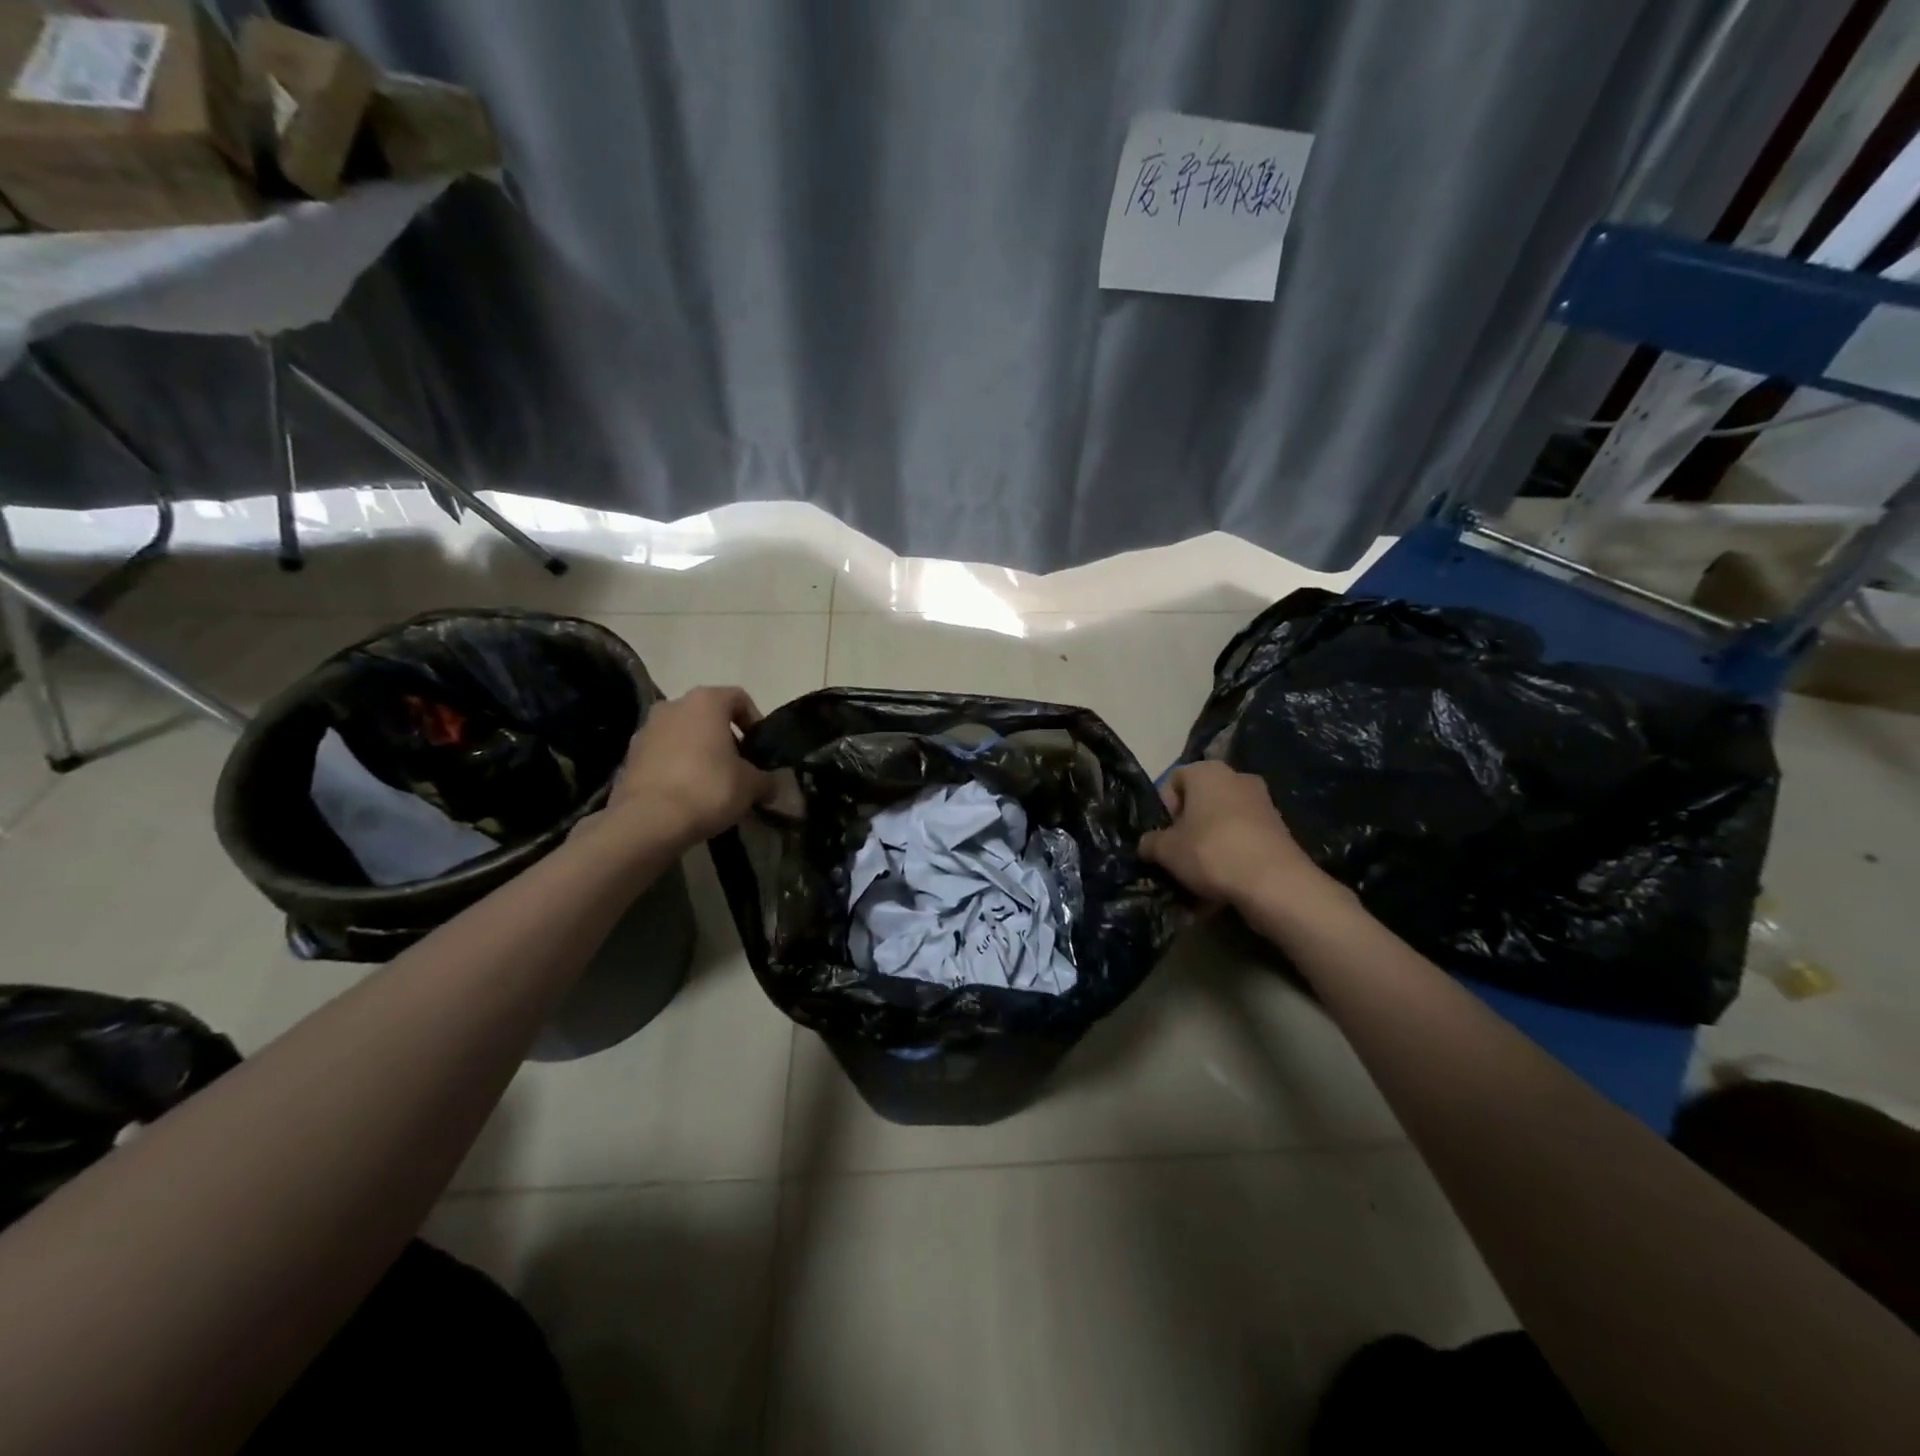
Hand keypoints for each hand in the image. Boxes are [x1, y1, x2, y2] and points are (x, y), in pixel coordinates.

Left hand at [607, 686, 772, 845]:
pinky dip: (677, 767)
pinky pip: (663, 754)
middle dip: (725, 738)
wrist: (649, 820)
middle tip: (739, 766)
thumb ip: (767, 780)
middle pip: (707, 715)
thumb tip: (772, 785)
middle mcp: (673, 705)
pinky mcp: (630, 756)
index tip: (759, 748)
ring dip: (699, 752)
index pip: (739, 698)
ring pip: (683, 734)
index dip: (754, 720)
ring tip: (712, 783)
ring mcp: (646, 729)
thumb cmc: (708, 788)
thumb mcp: (751, 786)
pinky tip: (687, 794)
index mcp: (706, 701)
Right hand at [1139, 761, 1327, 909]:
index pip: (1175, 781)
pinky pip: (1244, 840)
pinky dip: (1233, 857)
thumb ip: (1150, 842)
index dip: (1165, 808)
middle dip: (1189, 828)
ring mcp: (1263, 803)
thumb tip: (1148, 844)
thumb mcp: (1166, 850)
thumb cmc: (1210, 852)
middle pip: (1201, 802)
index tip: (1164, 835)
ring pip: (1224, 823)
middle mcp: (1237, 778)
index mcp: (1207, 771)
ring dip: (1210, 845)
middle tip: (1181, 856)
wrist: (1274, 882)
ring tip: (1202, 878)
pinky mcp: (1280, 829)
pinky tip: (1226, 885)